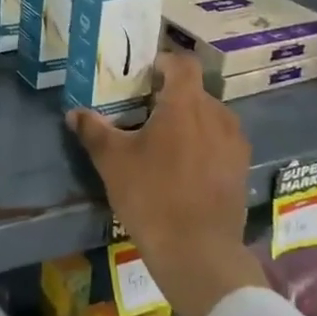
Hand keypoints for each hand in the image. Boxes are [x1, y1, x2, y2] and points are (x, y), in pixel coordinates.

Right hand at [67, 50, 264, 315]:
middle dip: (171, 96)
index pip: (182, 63)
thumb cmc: (151, 196)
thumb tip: (74, 113)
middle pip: (195, 91)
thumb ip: (94, 130)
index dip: (163, 62)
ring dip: (189, 120)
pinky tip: (183, 168)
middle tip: (143, 113)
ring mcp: (235, 143)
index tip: (143, 75)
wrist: (198, 252)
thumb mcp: (113, 161)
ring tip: (163, 142)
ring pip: (210, 116)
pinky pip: (221, 141)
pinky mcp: (242, 169)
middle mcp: (217, 115)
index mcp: (186, 104)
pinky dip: (203, 143)